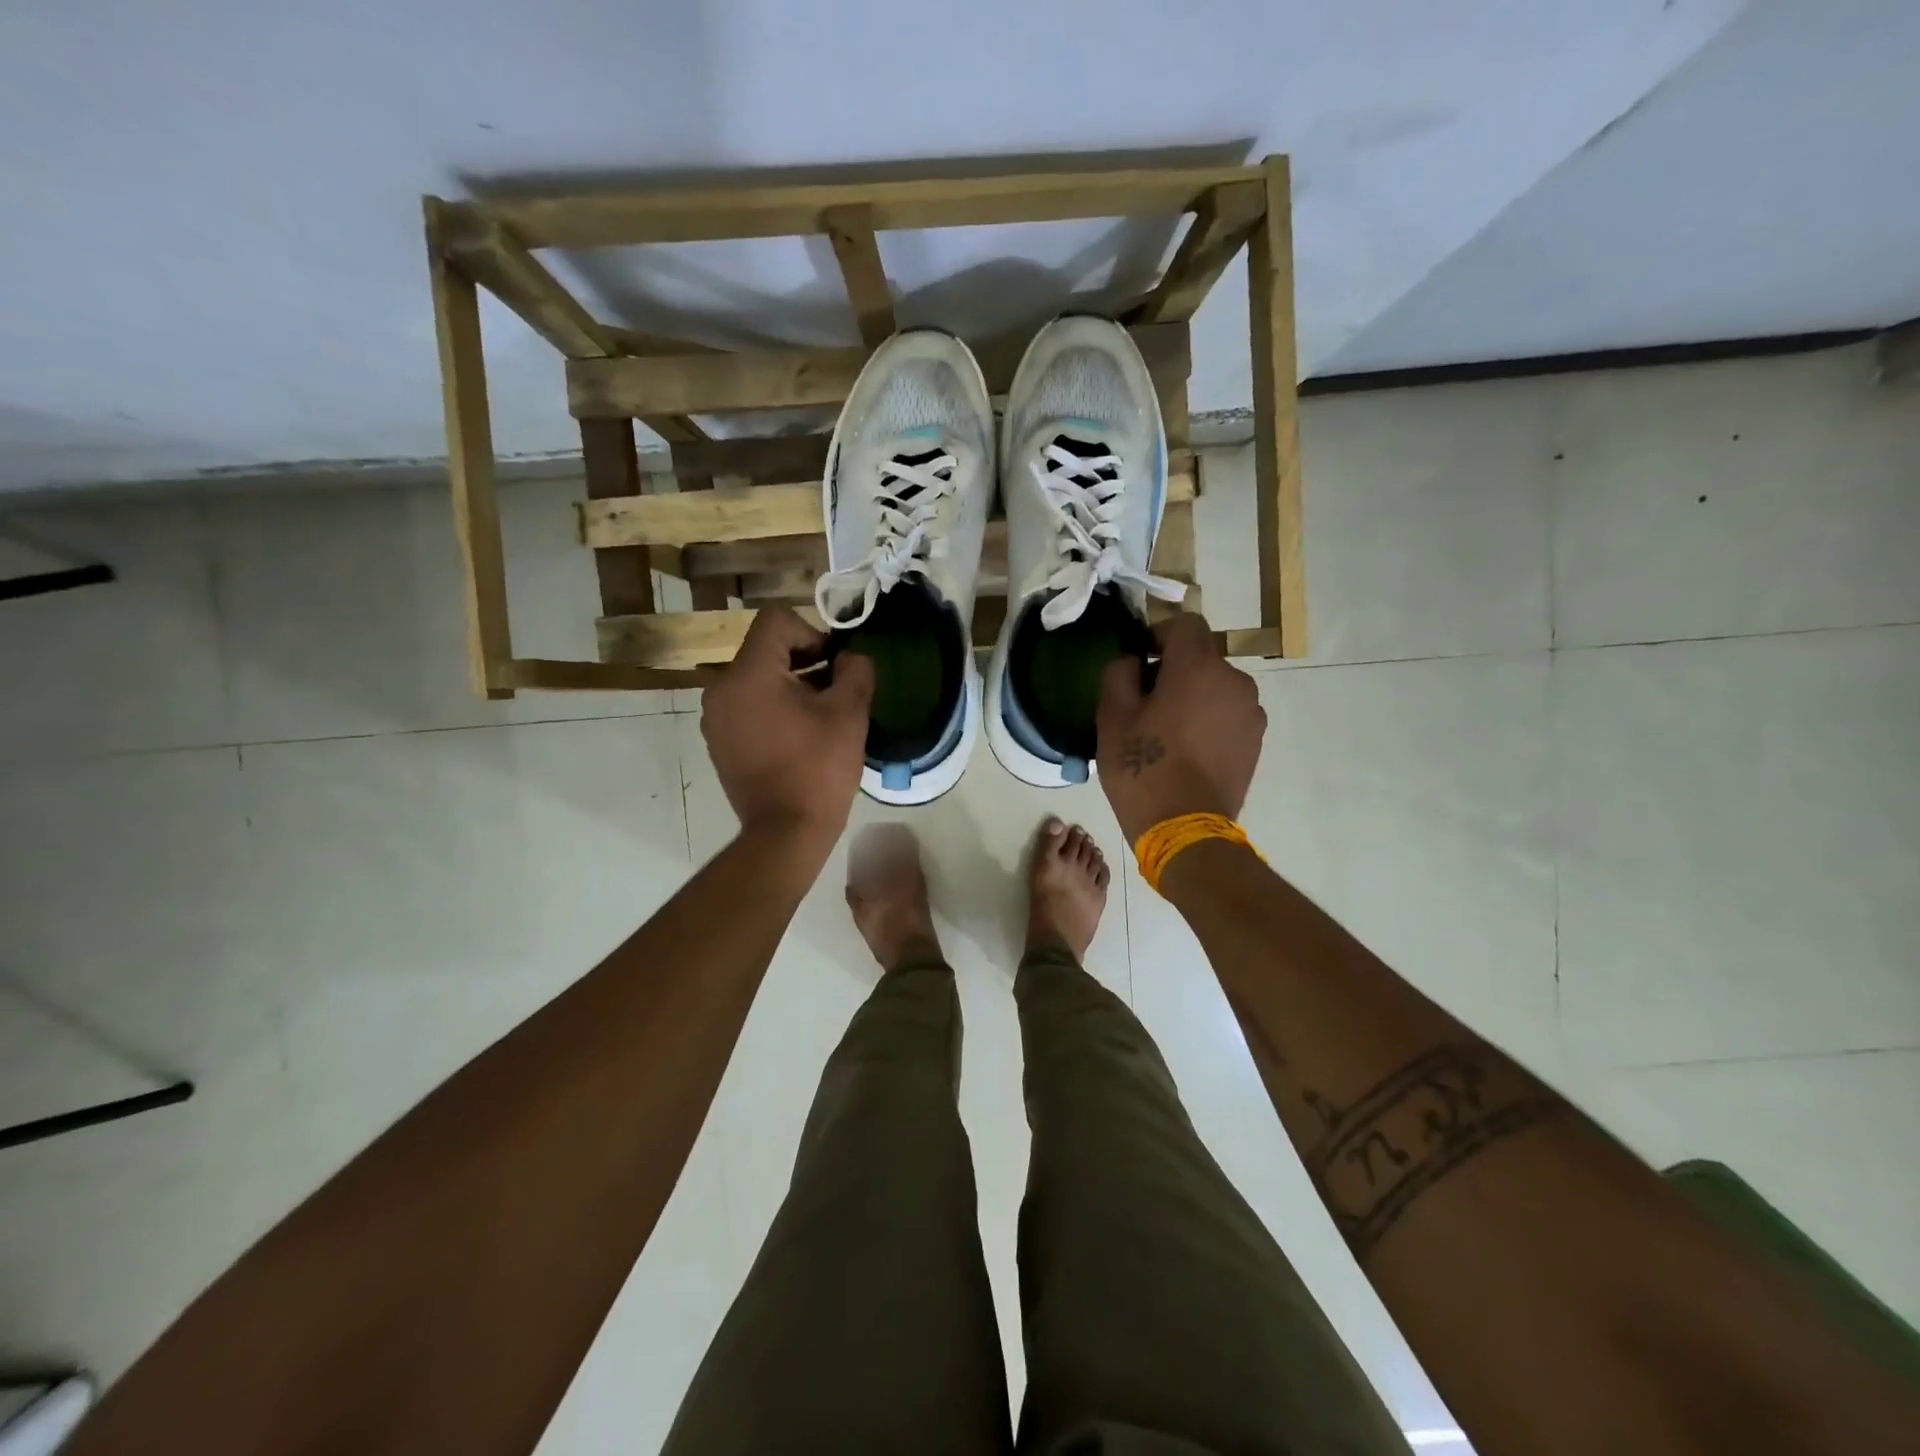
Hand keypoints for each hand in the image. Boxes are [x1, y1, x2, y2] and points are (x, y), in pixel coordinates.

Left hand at [702, 607, 873, 850]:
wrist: (785, 832)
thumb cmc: (818, 768)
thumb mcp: (849, 713)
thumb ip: (855, 670)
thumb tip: (851, 656)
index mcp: (748, 673)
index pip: (777, 621)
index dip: (813, 632)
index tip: (834, 665)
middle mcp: (721, 688)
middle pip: (765, 649)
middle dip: (804, 661)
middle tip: (835, 690)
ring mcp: (715, 717)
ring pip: (756, 678)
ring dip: (789, 685)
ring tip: (819, 715)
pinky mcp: (718, 741)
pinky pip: (746, 705)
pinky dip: (772, 708)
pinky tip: (797, 736)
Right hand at [1096, 613, 1265, 843]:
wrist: (1185, 829)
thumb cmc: (1143, 768)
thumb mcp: (1112, 717)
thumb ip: (1119, 672)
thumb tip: (1134, 660)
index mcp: (1199, 667)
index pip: (1185, 623)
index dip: (1159, 635)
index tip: (1140, 662)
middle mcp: (1235, 680)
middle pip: (1202, 657)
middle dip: (1175, 670)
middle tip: (1146, 705)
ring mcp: (1251, 713)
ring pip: (1216, 687)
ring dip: (1194, 696)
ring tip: (1168, 733)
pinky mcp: (1255, 741)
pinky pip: (1228, 714)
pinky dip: (1209, 720)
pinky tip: (1188, 751)